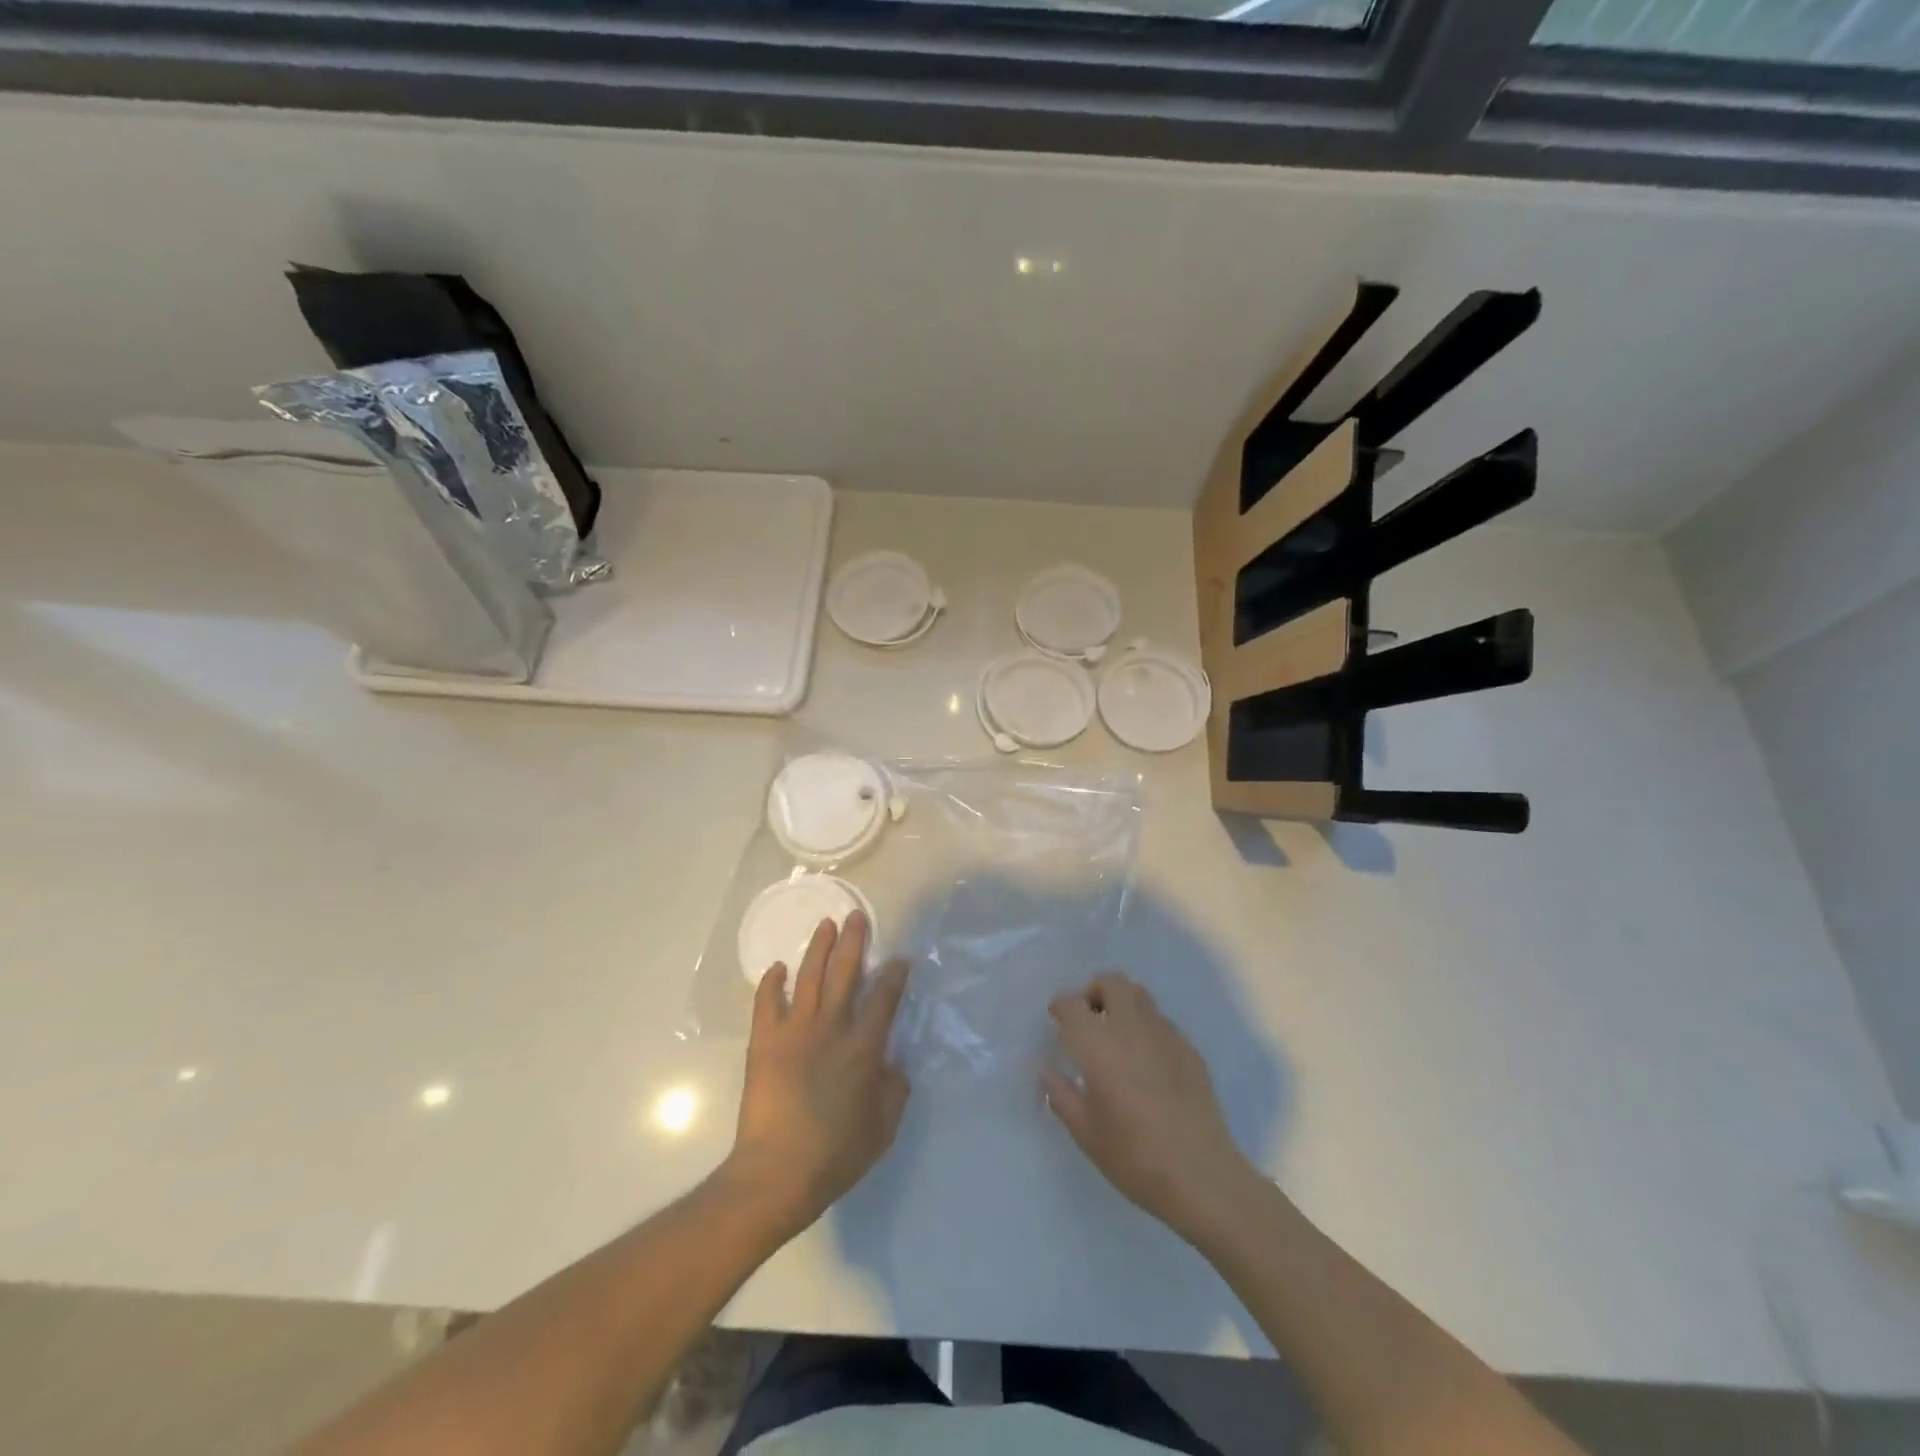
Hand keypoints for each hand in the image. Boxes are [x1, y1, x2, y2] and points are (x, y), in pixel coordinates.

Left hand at [725, 912, 910, 1240]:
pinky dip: (771, 983)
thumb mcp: (883, 1128)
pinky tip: (777, 967)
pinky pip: (766, 1003)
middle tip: (857, 915)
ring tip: (826, 924)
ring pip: (809, 977)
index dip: (894, 975)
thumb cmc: (835, 1154)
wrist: (776, 1173)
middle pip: (846, 974)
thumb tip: (893, 1063)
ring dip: (819, 948)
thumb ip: (894, 1090)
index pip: (884, 999)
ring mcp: (794, 1031)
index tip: (900, 957)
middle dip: (855, 942)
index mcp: (862, 1049)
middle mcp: (831, 1029)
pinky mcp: (764, 1042)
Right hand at [1041, 973, 1259, 1241]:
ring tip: (1116, 1038)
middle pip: (1112, 982)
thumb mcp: (1085, 1133)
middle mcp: (1131, 1028)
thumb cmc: (1134, 1156)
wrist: (1202, 1176)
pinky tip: (1147, 1064)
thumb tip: (1047, 1071)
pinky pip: (1162, 1022)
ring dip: (1122, 1005)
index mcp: (1099, 1044)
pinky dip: (1146, 1029)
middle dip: (1095, 992)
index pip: (1072, 1003)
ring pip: (1140, 996)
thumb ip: (1061, 1095)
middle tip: (1088, 1021)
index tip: (1057, 1020)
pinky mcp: (1190, 1050)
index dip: (1061, 1006)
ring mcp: (1166, 1035)